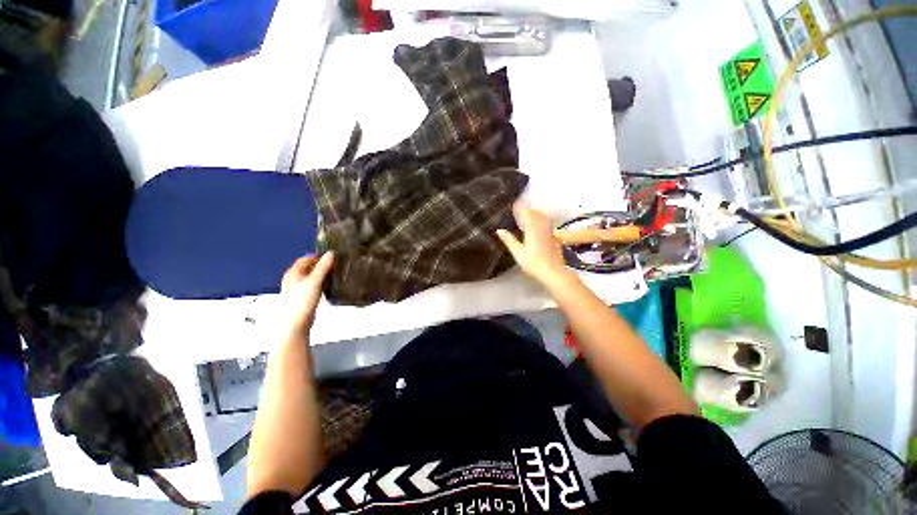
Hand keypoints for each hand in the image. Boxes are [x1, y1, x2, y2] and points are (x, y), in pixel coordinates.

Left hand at [279, 253, 334, 332]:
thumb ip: (323, 267)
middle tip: (336, 266)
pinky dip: (322, 284)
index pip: (306, 259)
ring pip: (312, 277)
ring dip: (323, 275)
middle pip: (309, 268)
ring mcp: (297, 289)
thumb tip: (331, 253)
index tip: (333, 257)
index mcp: (293, 273)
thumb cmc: (302, 301)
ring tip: (335, 275)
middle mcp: (293, 279)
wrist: (295, 324)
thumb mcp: (314, 282)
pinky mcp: (303, 298)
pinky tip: (329, 287)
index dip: (319, 256)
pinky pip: (314, 286)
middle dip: (322, 265)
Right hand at [497, 203, 574, 288]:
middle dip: (528, 208)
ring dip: (535, 213)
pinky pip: (547, 224)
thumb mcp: (518, 253)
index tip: (515, 202)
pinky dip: (541, 221)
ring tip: (528, 214)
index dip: (520, 207)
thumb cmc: (533, 263)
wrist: (553, 272)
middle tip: (520, 207)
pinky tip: (538, 226)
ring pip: (543, 218)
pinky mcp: (554, 237)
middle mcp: (542, 228)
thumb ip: (509, 240)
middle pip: (536, 213)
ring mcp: (549, 232)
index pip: (526, 213)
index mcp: (532, 229)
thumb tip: (499, 230)